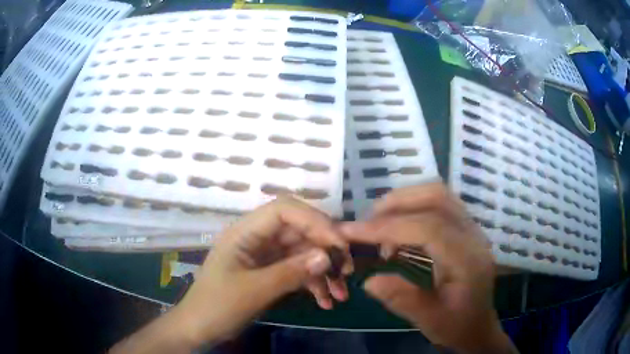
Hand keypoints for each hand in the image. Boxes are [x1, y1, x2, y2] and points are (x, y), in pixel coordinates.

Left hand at [173, 197, 352, 346]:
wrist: (200, 328)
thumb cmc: (218, 306)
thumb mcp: (254, 291)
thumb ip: (291, 272)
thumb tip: (328, 256)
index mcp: (245, 232)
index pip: (285, 210)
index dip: (314, 221)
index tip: (338, 244)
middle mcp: (256, 238)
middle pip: (298, 231)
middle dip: (325, 250)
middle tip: (347, 270)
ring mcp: (264, 255)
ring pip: (302, 253)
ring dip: (323, 272)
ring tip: (340, 294)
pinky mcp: (269, 272)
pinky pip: (297, 270)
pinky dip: (313, 284)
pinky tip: (325, 302)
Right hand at [340, 184, 515, 352]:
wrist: (479, 326)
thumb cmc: (457, 325)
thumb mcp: (429, 321)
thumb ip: (402, 299)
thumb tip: (368, 280)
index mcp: (467, 259)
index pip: (428, 228)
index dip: (388, 227)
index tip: (352, 232)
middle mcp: (473, 236)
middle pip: (437, 197)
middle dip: (396, 204)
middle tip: (366, 223)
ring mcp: (471, 229)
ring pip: (438, 195)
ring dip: (405, 201)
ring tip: (379, 223)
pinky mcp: (464, 229)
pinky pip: (439, 205)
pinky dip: (413, 208)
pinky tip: (398, 231)